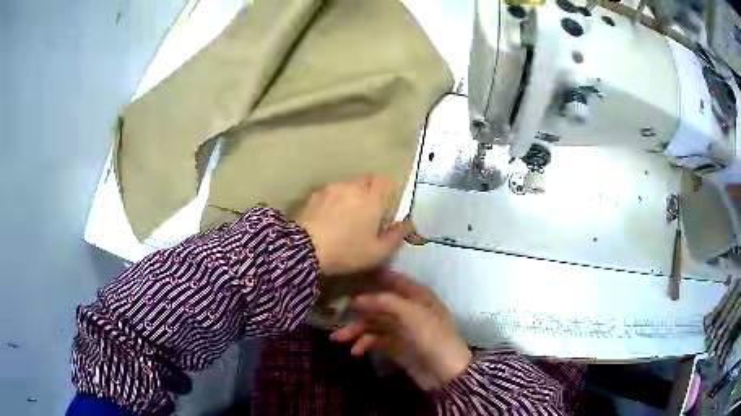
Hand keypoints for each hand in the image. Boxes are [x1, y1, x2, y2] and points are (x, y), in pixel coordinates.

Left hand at [297, 175, 410, 275]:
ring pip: (347, 188)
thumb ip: (396, 236)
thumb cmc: (347, 251)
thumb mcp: (377, 252)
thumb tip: (408, 224)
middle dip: (369, 193)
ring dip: (350, 198)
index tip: (385, 204)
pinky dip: (333, 202)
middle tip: (366, 214)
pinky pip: (331, 194)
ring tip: (343, 218)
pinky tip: (327, 219)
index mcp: (372, 199)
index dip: (387, 189)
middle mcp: (354, 187)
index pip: (385, 180)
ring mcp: (332, 189)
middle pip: (366, 182)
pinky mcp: (316, 195)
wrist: (305, 249)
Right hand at [331, 271, 471, 390]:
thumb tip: (357, 298)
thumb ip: (385, 301)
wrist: (445, 372)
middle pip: (379, 304)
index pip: (394, 280)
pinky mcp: (396, 347)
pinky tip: (356, 351)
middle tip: (336, 313)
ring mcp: (402, 330)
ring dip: (356, 330)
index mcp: (417, 296)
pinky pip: (375, 341)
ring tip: (338, 338)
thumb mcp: (412, 314)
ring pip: (373, 324)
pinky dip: (364, 344)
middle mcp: (408, 310)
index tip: (351, 274)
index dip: (374, 277)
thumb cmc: (433, 337)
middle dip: (358, 309)